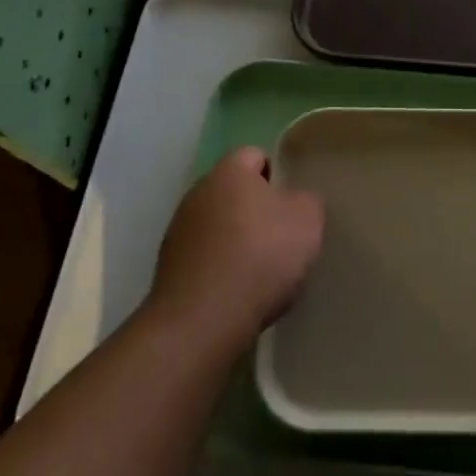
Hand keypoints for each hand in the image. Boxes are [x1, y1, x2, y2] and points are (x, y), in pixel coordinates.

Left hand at [147, 148, 324, 356]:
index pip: (256, 155)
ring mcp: (178, 231)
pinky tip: (239, 291)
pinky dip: (221, 268)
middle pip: (235, 192)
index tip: (294, 202)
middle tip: (284, 236)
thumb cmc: (261, 256)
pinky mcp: (168, 268)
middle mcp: (197, 192)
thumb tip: (296, 202)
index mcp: (229, 171)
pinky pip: (205, 257)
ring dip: (237, 240)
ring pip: (218, 225)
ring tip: (262, 270)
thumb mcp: (308, 220)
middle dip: (257, 209)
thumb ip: (307, 201)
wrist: (202, 321)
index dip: (278, 175)